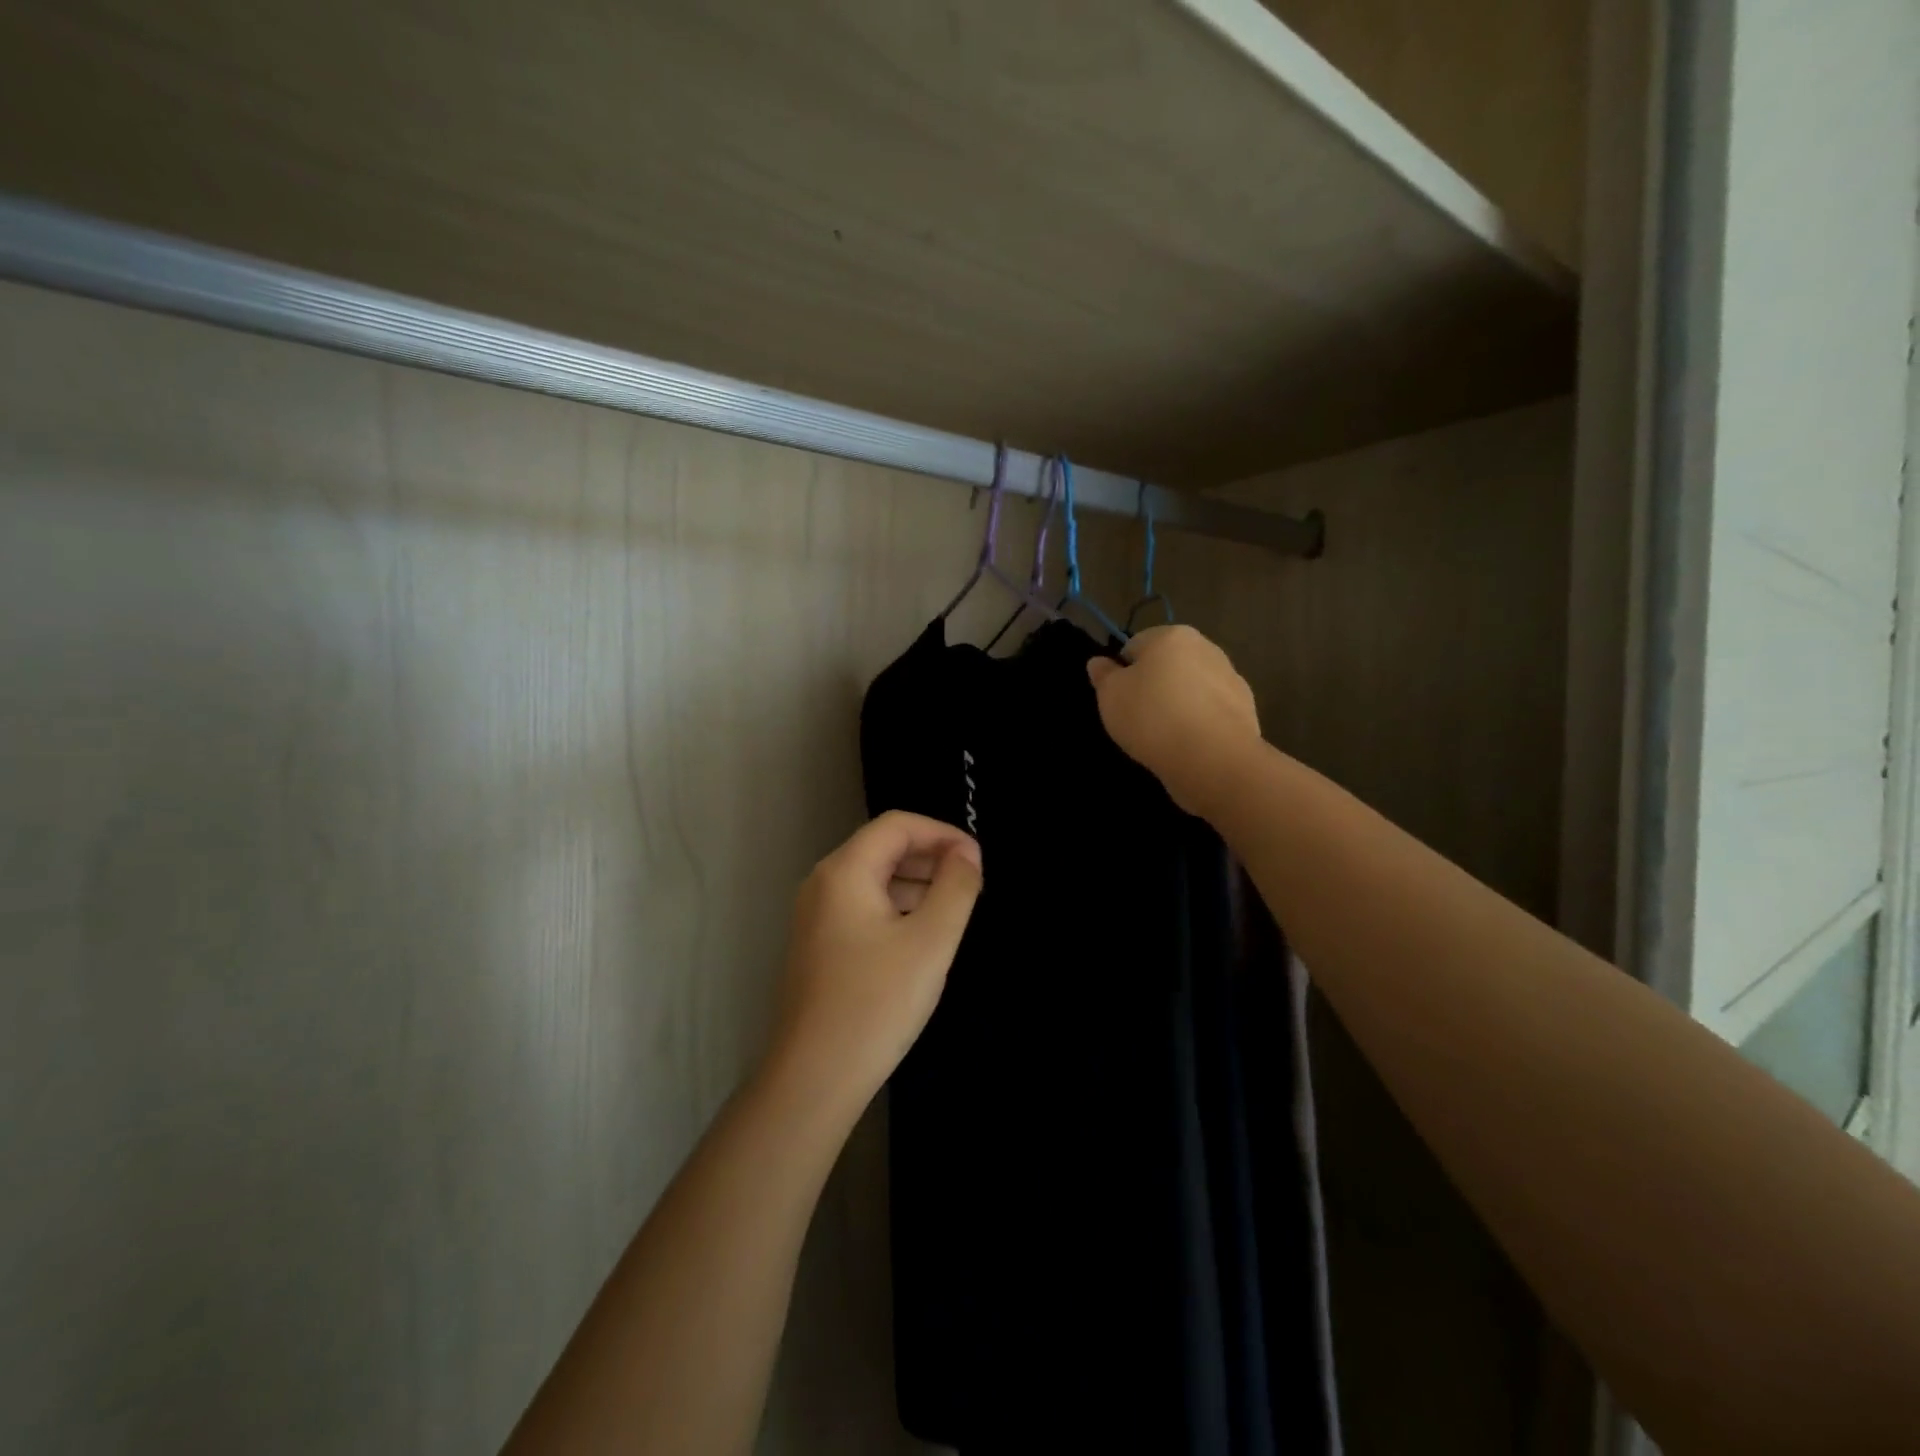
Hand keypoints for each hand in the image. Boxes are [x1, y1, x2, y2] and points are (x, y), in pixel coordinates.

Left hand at [767, 811, 982, 1115]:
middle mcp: (823, 883)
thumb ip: (956, 888)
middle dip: (931, 858)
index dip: (943, 834)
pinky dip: (897, 909)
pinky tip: (921, 939)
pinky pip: (863, 908)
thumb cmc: (876, 1002)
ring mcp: (816, 916)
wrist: (814, 1077)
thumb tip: (967, 855)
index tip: (978, 861)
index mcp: (845, 871)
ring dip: (916, 885)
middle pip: (883, 848)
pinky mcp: (819, 945)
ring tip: (953, 913)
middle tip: (971, 886)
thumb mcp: (930, 941)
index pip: (898, 825)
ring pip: (874, 879)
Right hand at [1087, 624, 1261, 815]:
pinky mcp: (1246, 709)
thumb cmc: (1153, 718)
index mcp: (1172, 636)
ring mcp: (1231, 678)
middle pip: (1168, 665)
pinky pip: (1211, 712)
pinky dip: (1200, 723)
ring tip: (1165, 736)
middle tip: (1139, 719)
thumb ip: (1104, 675)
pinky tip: (1190, 745)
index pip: (1135, 645)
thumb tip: (1099, 662)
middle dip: (1154, 686)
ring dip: (1179, 704)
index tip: (1119, 700)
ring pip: (1191, 688)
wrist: (1213, 759)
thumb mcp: (1111, 696)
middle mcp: (1206, 648)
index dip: (1122, 673)